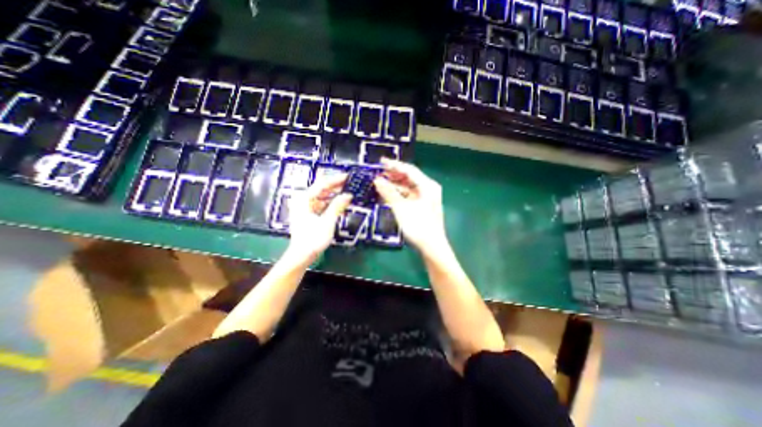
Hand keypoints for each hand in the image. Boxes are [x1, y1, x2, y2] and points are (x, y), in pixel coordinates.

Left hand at [288, 173, 353, 261]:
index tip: (348, 177)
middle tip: (350, 185)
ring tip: (348, 194)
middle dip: (336, 187)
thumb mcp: (327, 221)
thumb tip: (348, 195)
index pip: (322, 184)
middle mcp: (303, 200)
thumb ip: (337, 206)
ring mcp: (305, 207)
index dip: (336, 180)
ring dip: (334, 196)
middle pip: (321, 189)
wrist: (302, 255)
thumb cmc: (313, 238)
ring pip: (322, 197)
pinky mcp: (308, 214)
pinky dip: (331, 204)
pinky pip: (321, 205)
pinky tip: (340, 205)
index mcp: (304, 199)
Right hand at [374, 158, 447, 255]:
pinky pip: (408, 196)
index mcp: (427, 185)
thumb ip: (389, 192)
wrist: (432, 247)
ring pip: (408, 187)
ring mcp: (425, 198)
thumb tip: (377, 180)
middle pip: (409, 177)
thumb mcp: (401, 208)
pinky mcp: (422, 206)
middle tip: (378, 173)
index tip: (380, 162)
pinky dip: (398, 194)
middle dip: (393, 175)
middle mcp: (428, 189)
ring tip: (380, 183)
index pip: (409, 170)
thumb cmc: (418, 226)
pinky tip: (387, 195)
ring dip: (394, 185)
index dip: (394, 165)